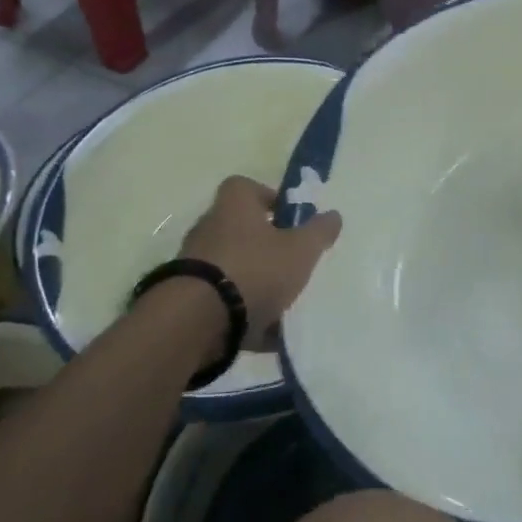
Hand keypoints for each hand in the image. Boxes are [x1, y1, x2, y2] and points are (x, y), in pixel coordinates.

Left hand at [179, 176, 341, 348]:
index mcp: (234, 206)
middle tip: (293, 262)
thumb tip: (333, 215)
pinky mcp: (188, 300)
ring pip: (234, 268)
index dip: (269, 198)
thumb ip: (319, 231)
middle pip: (241, 229)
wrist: (197, 322)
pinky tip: (268, 335)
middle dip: (267, 246)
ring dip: (256, 283)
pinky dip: (244, 314)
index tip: (289, 219)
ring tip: (284, 304)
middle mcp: (209, 228)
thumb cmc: (254, 270)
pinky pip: (224, 302)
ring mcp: (195, 265)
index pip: (245, 186)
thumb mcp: (300, 249)